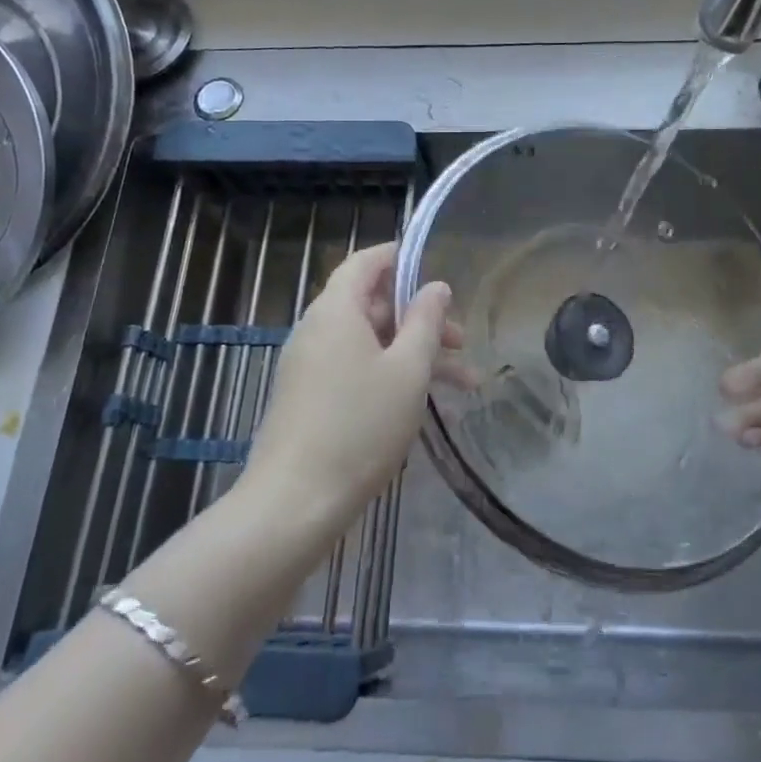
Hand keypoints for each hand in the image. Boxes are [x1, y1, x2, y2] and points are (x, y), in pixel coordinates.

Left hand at [239, 243, 455, 543]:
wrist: (295, 503)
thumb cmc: (359, 426)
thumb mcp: (408, 370)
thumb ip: (426, 322)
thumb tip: (436, 287)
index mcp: (336, 311)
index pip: (366, 263)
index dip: (400, 258)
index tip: (436, 268)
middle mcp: (318, 330)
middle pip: (374, 306)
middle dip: (422, 319)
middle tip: (462, 342)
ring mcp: (310, 366)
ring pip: (371, 344)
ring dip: (415, 355)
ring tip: (466, 385)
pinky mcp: (310, 399)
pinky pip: (356, 370)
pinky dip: (391, 376)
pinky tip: (424, 406)